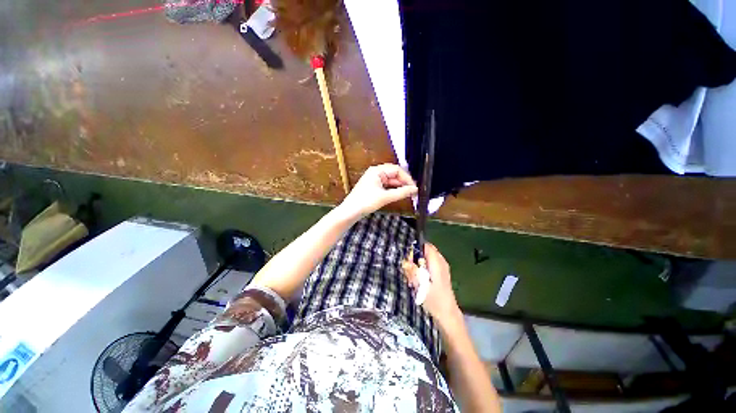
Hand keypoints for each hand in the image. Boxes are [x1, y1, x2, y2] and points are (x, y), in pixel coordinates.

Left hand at [340, 164, 417, 218]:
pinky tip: (399, 195)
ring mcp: (374, 180)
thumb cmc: (366, 202)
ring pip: (391, 181)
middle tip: (413, 192)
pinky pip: (386, 186)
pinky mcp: (373, 187)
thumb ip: (401, 192)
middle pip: (394, 174)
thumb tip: (415, 189)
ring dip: (399, 186)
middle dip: (404, 182)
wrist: (350, 212)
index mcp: (377, 171)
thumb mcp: (385, 197)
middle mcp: (376, 172)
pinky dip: (393, 190)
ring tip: (409, 194)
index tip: (414, 188)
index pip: (397, 170)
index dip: (407, 178)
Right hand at [402, 243, 460, 324]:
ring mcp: (442, 267)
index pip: (426, 246)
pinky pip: (430, 264)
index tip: (408, 258)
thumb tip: (405, 261)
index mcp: (437, 262)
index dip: (416, 249)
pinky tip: (420, 279)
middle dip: (416, 256)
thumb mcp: (420, 286)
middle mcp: (441, 261)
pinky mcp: (442, 273)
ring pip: (428, 257)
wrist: (448, 314)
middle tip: (409, 267)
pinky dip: (423, 268)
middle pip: (426, 251)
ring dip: (419, 263)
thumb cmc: (434, 300)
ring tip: (414, 275)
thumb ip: (413, 272)